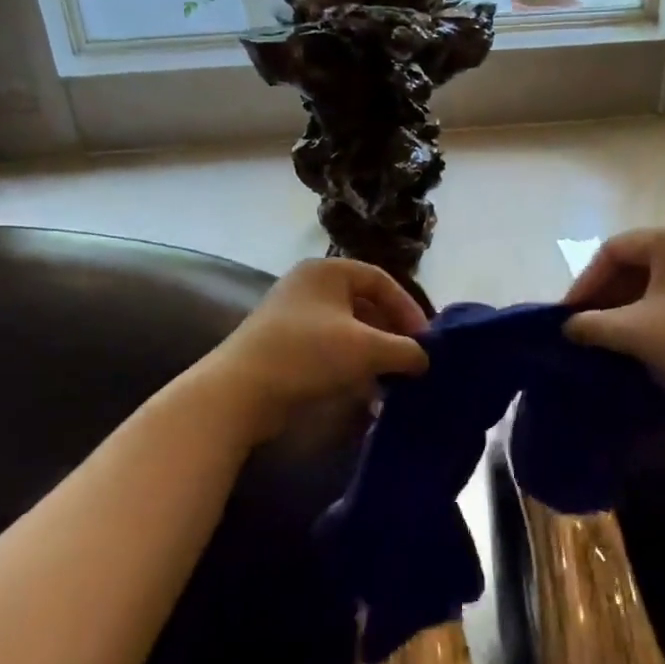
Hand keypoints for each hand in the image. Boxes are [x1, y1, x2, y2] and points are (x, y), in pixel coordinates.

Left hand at [206, 258, 429, 437]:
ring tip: (393, 380)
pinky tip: (367, 393)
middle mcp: (310, 285)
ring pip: (348, 330)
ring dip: (374, 354)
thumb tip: (425, 359)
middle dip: (392, 335)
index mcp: (328, 270)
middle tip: (412, 360)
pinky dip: (352, 366)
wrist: (239, 392)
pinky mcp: (285, 345)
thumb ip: (404, 350)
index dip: (409, 309)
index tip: (425, 341)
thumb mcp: (366, 349)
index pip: (382, 280)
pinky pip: (330, 348)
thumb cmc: (308, 355)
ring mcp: (294, 316)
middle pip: (365, 305)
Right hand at [562, 226, 664, 399]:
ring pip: (658, 278)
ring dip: (629, 303)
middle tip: (587, 325)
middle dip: (607, 294)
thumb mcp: (637, 332)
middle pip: (635, 261)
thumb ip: (594, 326)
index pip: (612, 250)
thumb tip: (568, 326)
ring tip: (612, 334)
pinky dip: (655, 308)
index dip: (584, 282)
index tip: (568, 315)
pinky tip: (648, 336)